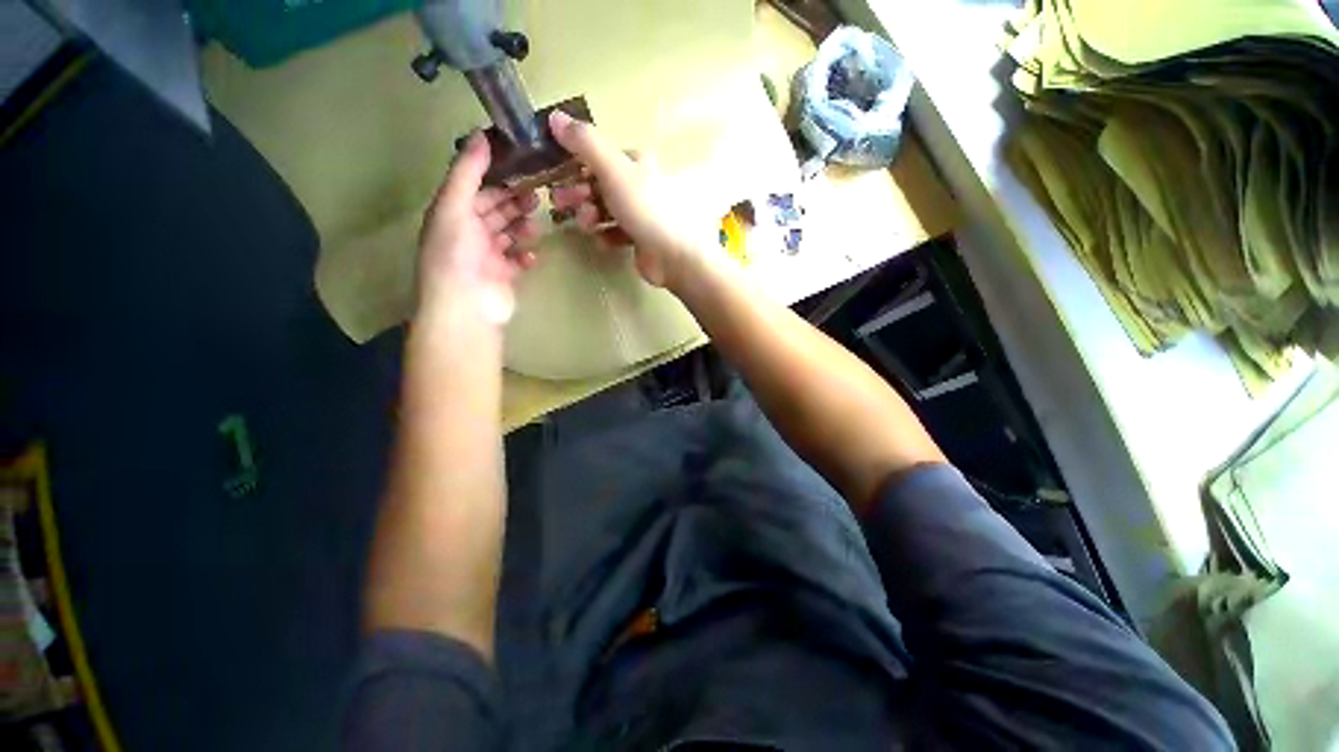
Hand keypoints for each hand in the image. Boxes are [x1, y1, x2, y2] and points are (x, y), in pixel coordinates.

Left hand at [418, 131, 539, 323]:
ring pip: (508, 234)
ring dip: (522, 228)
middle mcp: (468, 233)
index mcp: (452, 214)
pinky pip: (517, 260)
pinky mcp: (503, 276)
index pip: (476, 187)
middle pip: (495, 210)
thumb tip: (481, 134)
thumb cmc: (455, 254)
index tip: (522, 166)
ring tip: (535, 225)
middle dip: (514, 201)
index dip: (496, 175)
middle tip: (538, 196)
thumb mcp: (454, 206)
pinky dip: (525, 256)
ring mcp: (486, 256)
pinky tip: (531, 256)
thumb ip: (467, 171)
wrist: (466, 306)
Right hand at [548, 110, 715, 290]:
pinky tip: (605, 242)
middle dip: (578, 193)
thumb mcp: (614, 169)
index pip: (598, 157)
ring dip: (590, 215)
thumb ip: (584, 143)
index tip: (555, 177)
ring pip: (606, 209)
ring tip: (586, 225)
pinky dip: (607, 235)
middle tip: (560, 204)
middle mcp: (639, 184)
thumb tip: (554, 116)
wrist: (675, 256)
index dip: (574, 165)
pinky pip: (616, 233)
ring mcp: (641, 213)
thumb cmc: (646, 209)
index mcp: (636, 161)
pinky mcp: (641, 238)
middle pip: (599, 184)